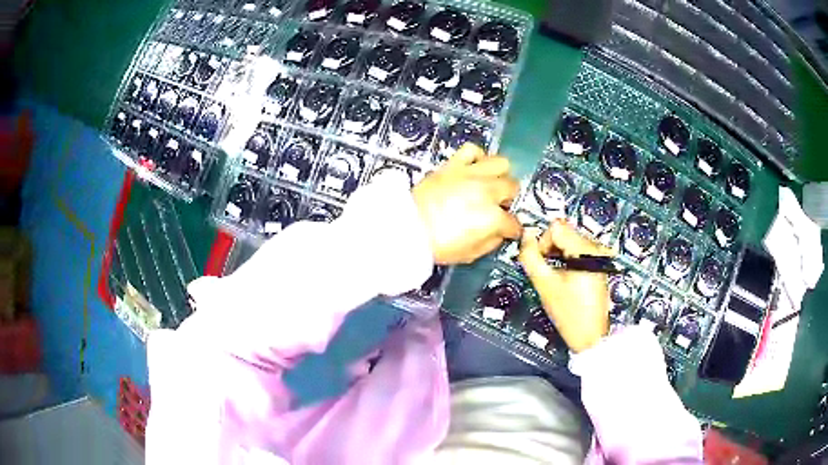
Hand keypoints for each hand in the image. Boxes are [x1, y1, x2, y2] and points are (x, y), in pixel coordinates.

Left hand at [412, 143, 521, 264]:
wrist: (407, 228)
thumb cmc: (437, 245)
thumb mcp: (469, 254)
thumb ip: (490, 242)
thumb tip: (499, 234)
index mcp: (492, 217)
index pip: (513, 223)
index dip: (512, 229)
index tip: (508, 230)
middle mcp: (486, 191)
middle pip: (512, 187)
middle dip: (508, 199)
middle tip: (497, 206)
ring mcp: (471, 174)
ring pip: (500, 163)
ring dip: (499, 175)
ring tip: (490, 184)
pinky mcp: (453, 164)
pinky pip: (472, 150)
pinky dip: (477, 156)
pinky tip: (475, 167)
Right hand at [518, 220, 613, 352]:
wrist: (590, 335)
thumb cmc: (570, 315)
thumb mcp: (544, 285)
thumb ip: (530, 257)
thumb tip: (525, 236)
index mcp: (585, 250)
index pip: (556, 227)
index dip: (542, 243)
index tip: (541, 262)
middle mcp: (595, 248)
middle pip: (563, 232)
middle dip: (551, 249)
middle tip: (547, 272)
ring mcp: (599, 256)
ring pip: (569, 241)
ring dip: (558, 255)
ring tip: (557, 277)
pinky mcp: (598, 264)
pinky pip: (577, 251)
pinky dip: (567, 260)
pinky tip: (565, 279)